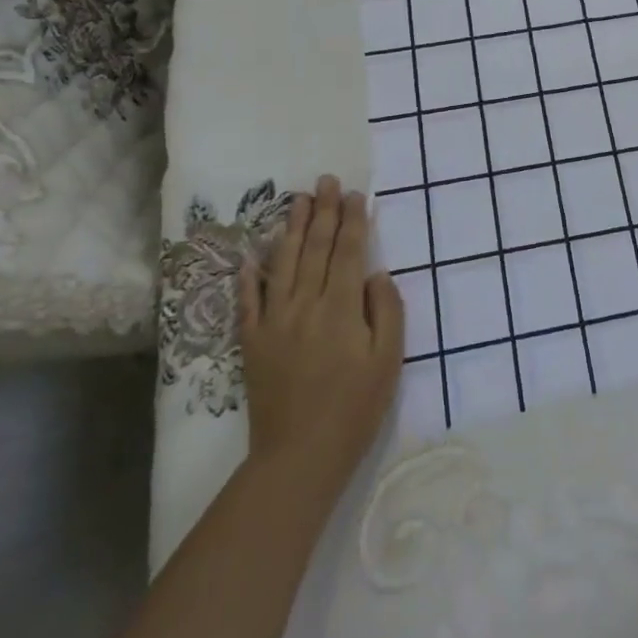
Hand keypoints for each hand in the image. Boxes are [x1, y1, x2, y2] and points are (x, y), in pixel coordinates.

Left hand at [238, 176, 403, 491]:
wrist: (298, 457)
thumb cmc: (354, 408)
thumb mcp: (388, 360)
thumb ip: (387, 310)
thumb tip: (376, 274)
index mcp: (341, 307)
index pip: (349, 251)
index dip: (353, 220)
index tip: (355, 193)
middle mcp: (306, 304)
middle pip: (316, 248)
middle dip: (324, 212)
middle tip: (325, 180)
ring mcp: (275, 321)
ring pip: (284, 263)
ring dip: (293, 228)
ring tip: (298, 199)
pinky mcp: (252, 342)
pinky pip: (249, 300)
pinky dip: (250, 275)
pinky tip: (252, 254)